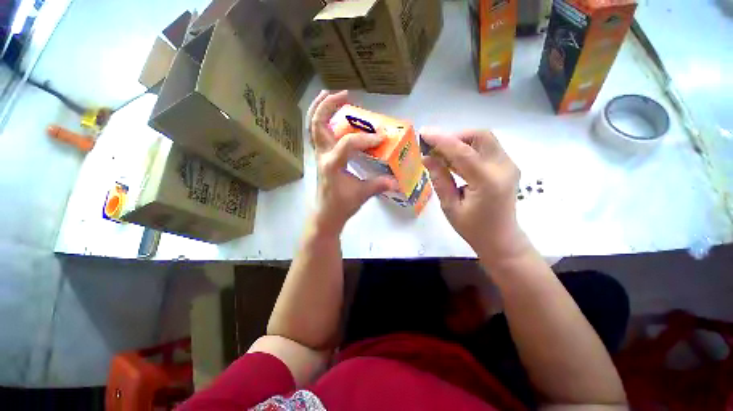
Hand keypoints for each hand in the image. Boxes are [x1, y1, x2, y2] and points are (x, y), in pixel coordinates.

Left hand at [307, 91, 397, 235]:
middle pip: (318, 124)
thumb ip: (379, 185)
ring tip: (331, 94)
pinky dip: (322, 120)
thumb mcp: (362, 195)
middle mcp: (323, 155)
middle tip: (345, 94)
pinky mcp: (321, 156)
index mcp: (332, 164)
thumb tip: (397, 182)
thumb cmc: (342, 205)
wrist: (326, 214)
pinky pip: (317, 133)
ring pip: (313, 126)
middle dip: (329, 105)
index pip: (349, 143)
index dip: (366, 138)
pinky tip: (332, 115)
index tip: (382, 138)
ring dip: (320, 108)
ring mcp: (319, 155)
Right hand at [421, 129, 528, 261]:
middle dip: (454, 137)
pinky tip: (455, 161)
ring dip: (461, 142)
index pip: (463, 152)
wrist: (501, 239)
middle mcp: (503, 167)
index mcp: (487, 181)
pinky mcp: (507, 166)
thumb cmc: (472, 228)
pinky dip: (469, 148)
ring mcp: (509, 165)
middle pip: (480, 136)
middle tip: (436, 149)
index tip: (423, 133)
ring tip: (442, 155)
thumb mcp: (450, 206)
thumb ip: (440, 179)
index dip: (441, 140)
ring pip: (484, 139)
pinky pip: (487, 148)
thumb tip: (427, 157)